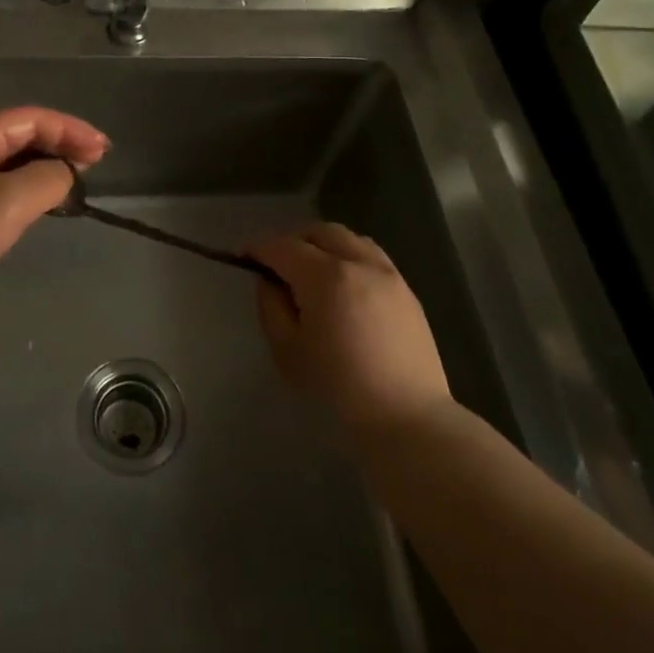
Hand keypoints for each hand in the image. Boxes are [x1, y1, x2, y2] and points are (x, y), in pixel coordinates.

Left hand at [0, 106, 107, 314]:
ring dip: (43, 167)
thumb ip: (49, 178)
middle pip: (21, 135)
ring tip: (73, 182)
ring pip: (9, 160)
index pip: (32, 118)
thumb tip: (65, 172)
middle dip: (60, 145)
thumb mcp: (10, 201)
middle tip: (94, 163)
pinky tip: (37, 203)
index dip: (72, 129)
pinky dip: (24, 187)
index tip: (103, 151)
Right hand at [250, 222, 453, 436]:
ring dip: (324, 246)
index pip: (283, 246)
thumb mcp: (287, 353)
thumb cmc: (338, 391)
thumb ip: (271, 308)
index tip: (244, 257)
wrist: (408, 420)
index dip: (259, 248)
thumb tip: (270, 282)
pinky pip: (371, 257)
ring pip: (349, 239)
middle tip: (278, 266)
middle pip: (319, 232)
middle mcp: (359, 263)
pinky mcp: (407, 291)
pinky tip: (344, 288)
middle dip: (293, 241)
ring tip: (313, 273)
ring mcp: (388, 274)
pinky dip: (350, 258)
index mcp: (325, 276)